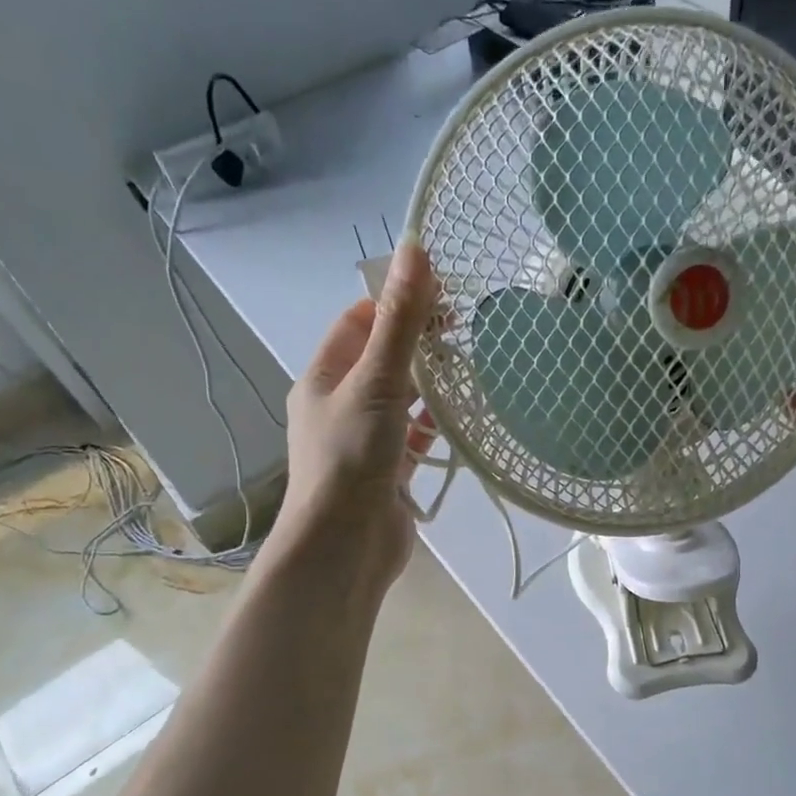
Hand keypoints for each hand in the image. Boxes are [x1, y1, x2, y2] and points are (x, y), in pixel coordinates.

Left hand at [261, 241, 438, 596]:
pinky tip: (461, 421)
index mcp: (324, 376)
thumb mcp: (377, 381)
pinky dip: (434, 427)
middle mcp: (339, 404)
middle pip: (381, 359)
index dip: (396, 304)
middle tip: (465, 335)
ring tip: (471, 372)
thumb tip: (413, 249)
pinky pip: (413, 437)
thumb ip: (399, 321)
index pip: (358, 321)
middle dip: (419, 345)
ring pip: (400, 399)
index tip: (442, 299)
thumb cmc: (353, 458)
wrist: (346, 546)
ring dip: (429, 386)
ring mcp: (363, 440)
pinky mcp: (387, 472)